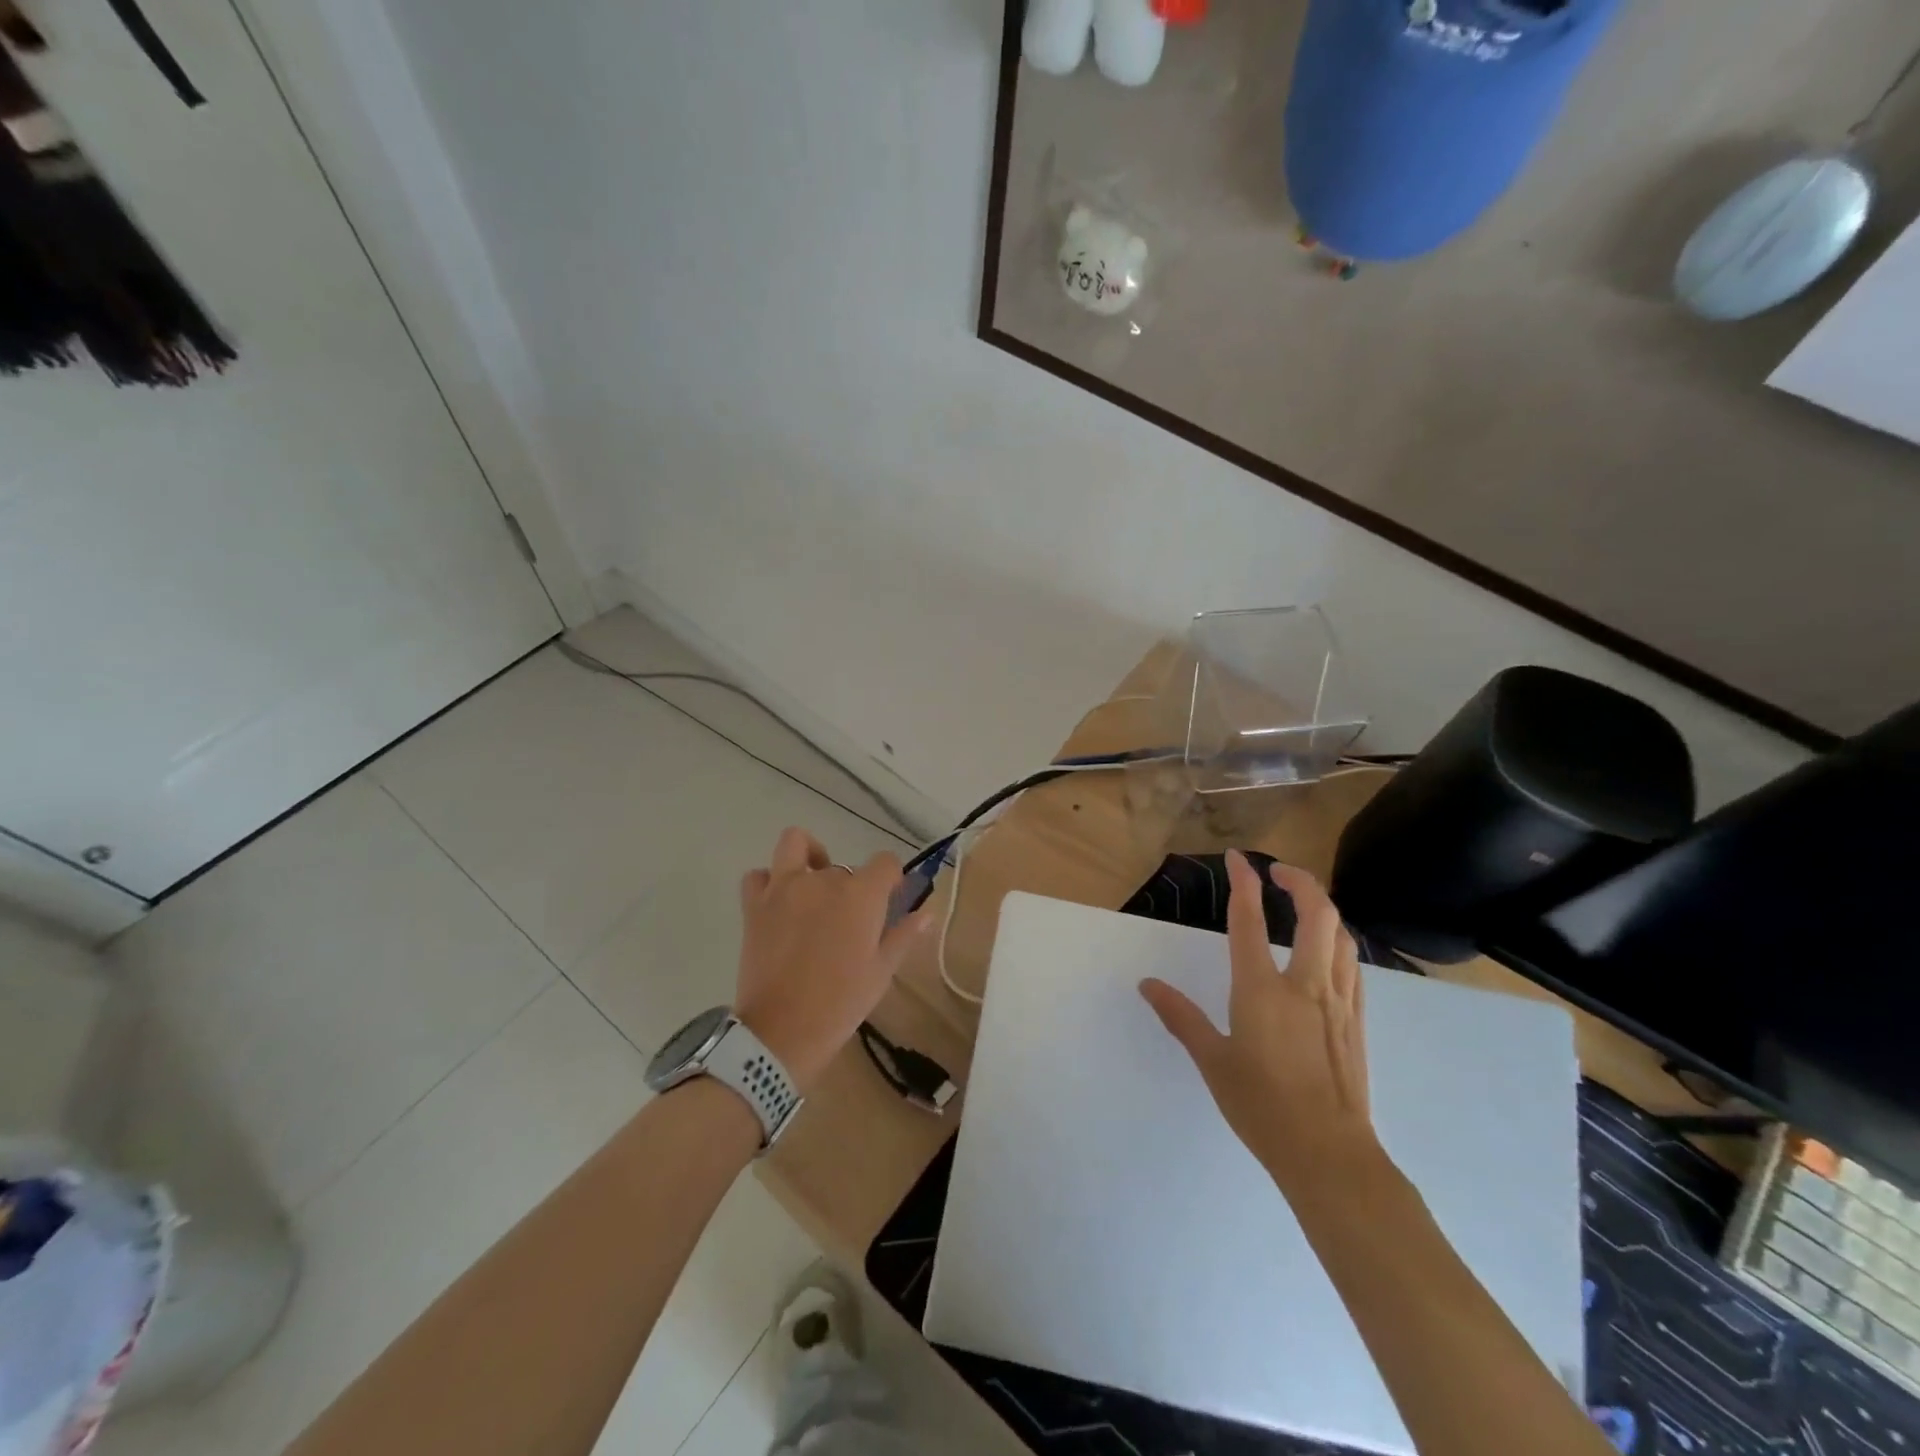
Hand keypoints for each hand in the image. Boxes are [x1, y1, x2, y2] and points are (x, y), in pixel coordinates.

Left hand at [734, 828, 930, 1094]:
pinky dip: (769, 881)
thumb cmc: (840, 1003)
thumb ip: (903, 935)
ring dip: (808, 856)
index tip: (890, 899)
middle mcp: (823, 880)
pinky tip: (779, 902)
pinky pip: (759, 875)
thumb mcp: (881, 972)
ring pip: (796, 844)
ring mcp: (784, 888)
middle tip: (849, 923)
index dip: (891, 878)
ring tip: (813, 883)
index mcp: (860, 895)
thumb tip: (926, 913)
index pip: (885, 862)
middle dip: (851, 888)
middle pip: (844, 868)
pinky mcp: (754, 905)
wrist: (781, 1032)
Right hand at [1139, 849, 1378, 1195]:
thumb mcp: (1212, 1060)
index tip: (1237, 858)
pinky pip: (1353, 965)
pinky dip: (1339, 942)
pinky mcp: (1357, 1021)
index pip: (1250, 921)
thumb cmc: (1262, 1107)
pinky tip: (1329, 952)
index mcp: (1261, 990)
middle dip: (1300, 880)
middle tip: (1278, 872)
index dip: (1243, 883)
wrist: (1329, 1155)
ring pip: (1342, 935)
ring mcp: (1338, 1001)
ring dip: (1323, 908)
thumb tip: (1147, 985)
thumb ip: (1180, 1016)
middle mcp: (1305, 985)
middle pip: (1316, 913)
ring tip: (1303, 904)